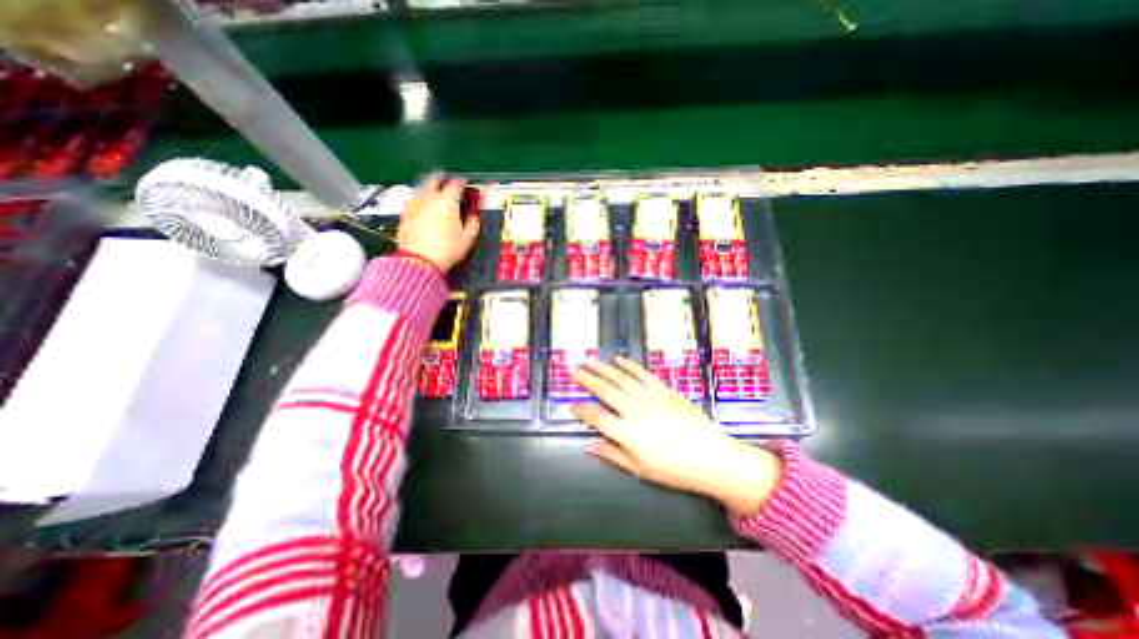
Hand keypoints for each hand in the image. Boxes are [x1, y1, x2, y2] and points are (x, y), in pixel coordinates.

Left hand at [396, 174, 479, 271]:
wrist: (420, 260)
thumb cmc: (448, 248)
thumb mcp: (467, 239)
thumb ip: (473, 224)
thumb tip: (475, 217)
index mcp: (448, 201)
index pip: (455, 185)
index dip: (461, 183)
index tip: (464, 185)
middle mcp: (430, 198)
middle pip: (434, 180)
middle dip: (441, 179)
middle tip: (446, 183)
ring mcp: (415, 204)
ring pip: (421, 188)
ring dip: (428, 188)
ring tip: (434, 195)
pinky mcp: (405, 214)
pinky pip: (414, 202)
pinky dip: (420, 201)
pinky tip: (423, 209)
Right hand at [575, 357, 779, 517]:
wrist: (710, 457)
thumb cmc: (674, 469)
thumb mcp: (640, 469)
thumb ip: (613, 455)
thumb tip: (591, 446)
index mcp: (627, 433)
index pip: (596, 417)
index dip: (581, 410)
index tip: (572, 404)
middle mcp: (634, 411)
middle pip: (604, 390)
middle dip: (586, 379)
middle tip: (574, 370)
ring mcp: (649, 397)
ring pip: (620, 377)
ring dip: (602, 368)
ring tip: (589, 360)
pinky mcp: (663, 389)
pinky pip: (642, 373)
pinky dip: (629, 365)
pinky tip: (618, 359)